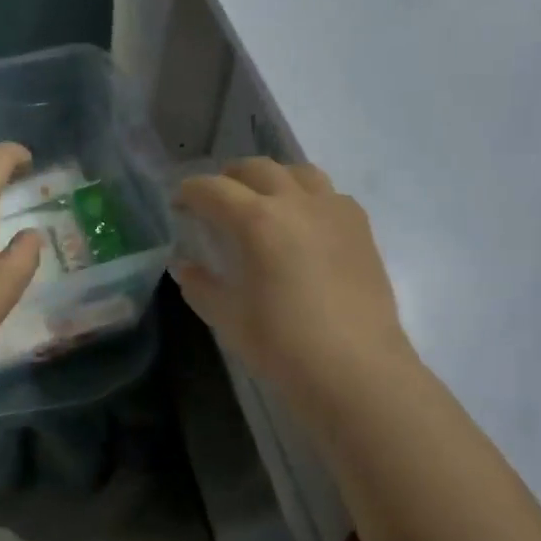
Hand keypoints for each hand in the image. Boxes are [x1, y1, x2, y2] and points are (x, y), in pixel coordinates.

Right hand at [174, 158, 416, 398]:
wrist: (357, 371)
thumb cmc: (283, 345)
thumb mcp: (229, 318)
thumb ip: (201, 285)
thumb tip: (184, 266)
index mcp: (257, 220)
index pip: (213, 189)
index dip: (190, 192)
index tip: (178, 203)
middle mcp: (296, 202)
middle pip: (256, 169)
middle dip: (229, 177)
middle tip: (216, 199)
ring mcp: (334, 211)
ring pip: (299, 172)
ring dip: (273, 178)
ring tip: (263, 200)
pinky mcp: (361, 228)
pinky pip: (330, 194)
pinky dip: (308, 196)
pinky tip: (304, 223)